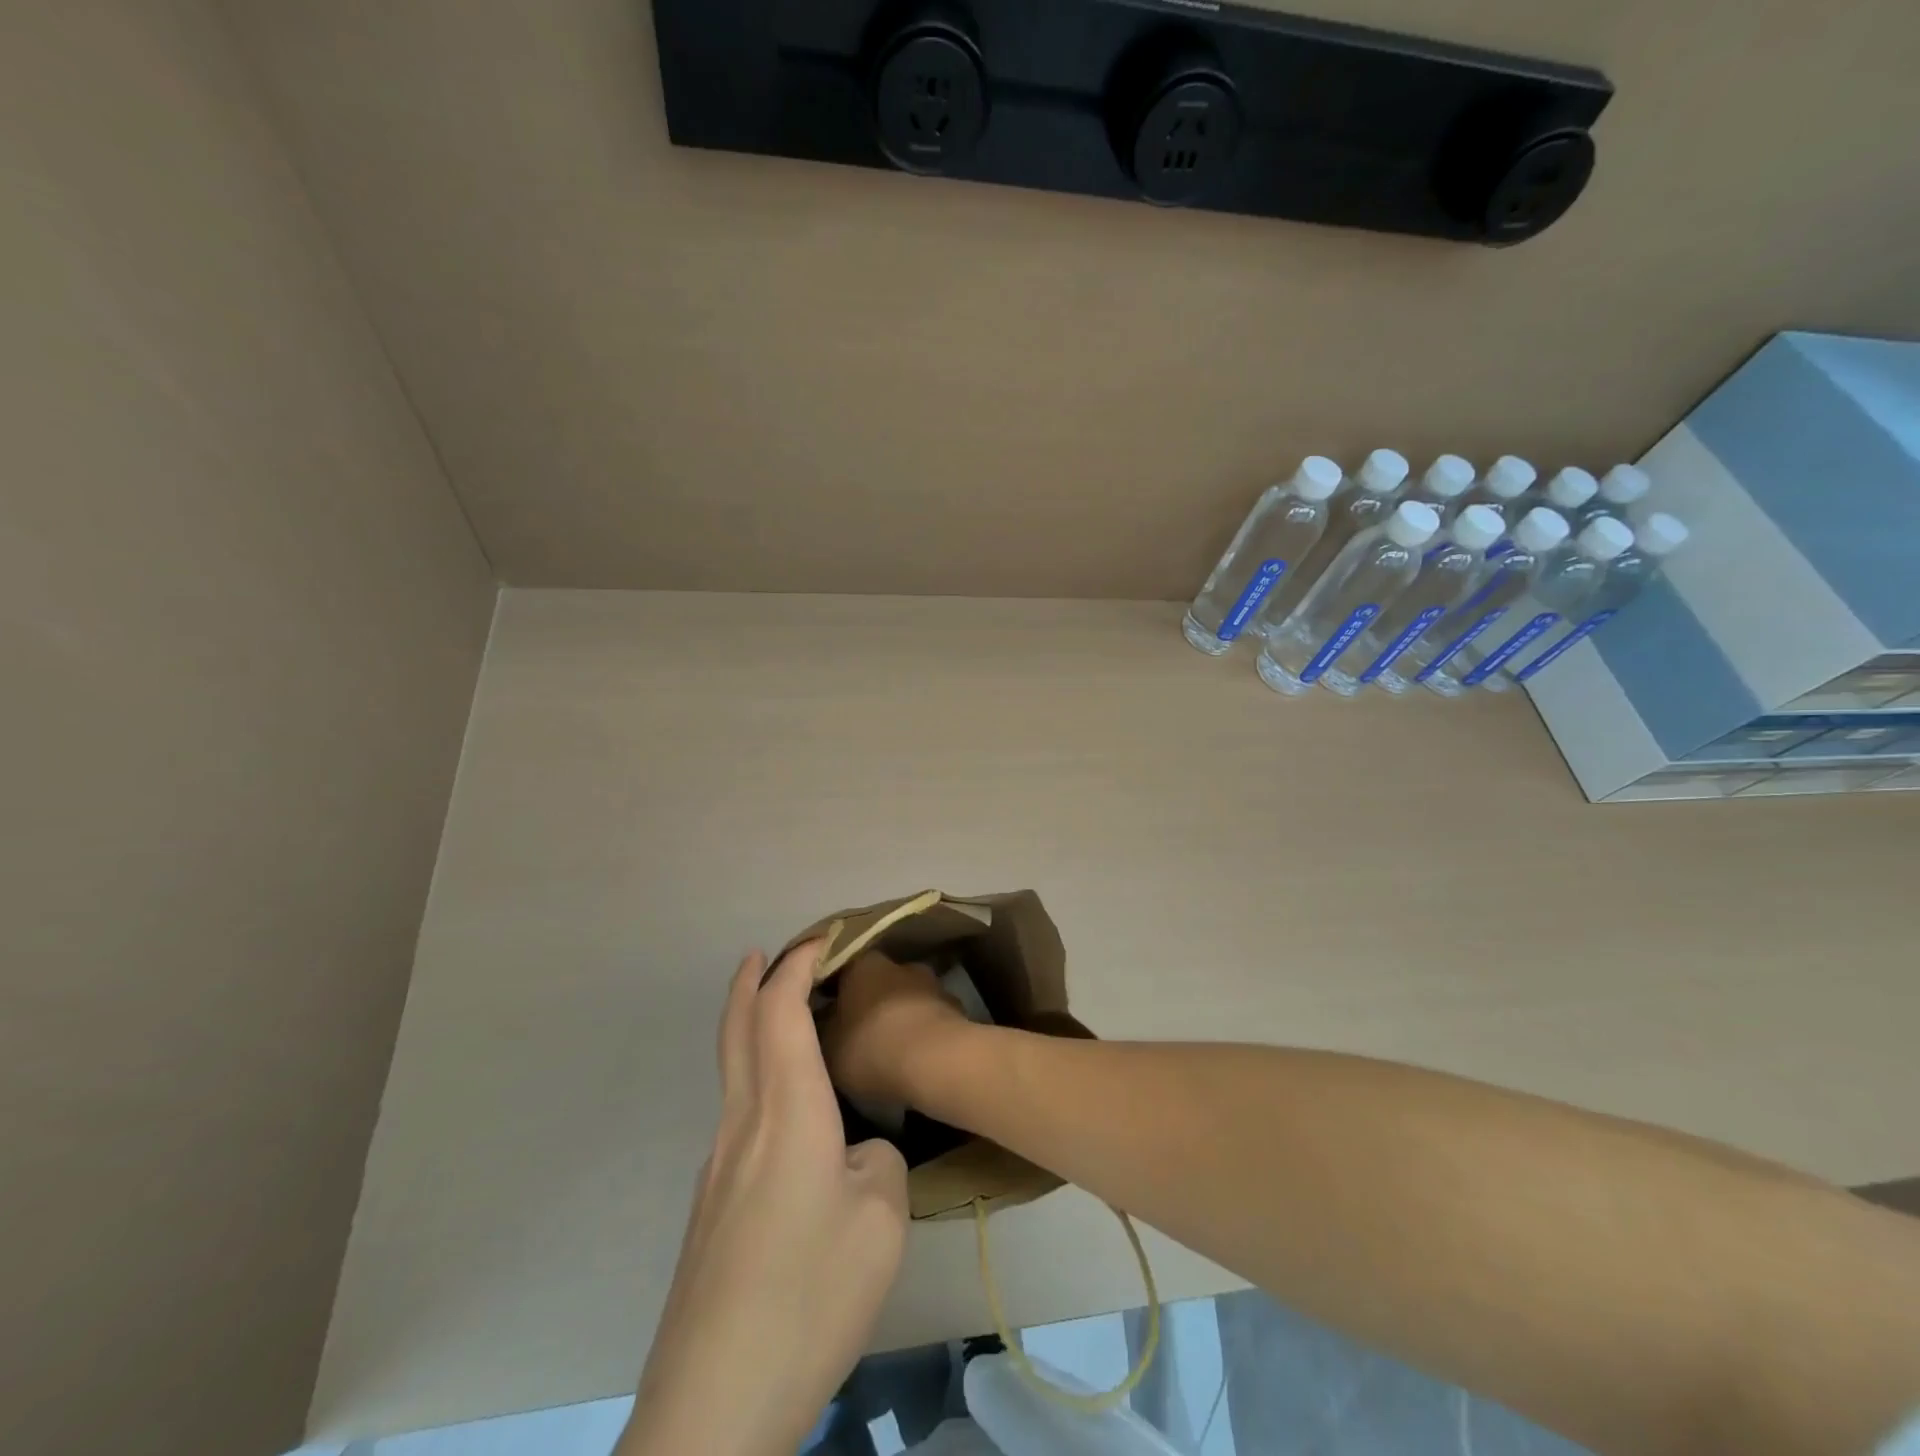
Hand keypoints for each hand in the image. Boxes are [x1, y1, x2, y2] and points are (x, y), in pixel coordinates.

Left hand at [619, 942, 908, 1455]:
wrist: (713, 1402)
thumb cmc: (809, 1295)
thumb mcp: (880, 1220)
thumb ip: (876, 1161)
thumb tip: (854, 1152)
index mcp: (786, 1112)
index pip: (780, 1010)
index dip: (797, 965)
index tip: (822, 940)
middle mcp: (742, 1123)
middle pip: (736, 1027)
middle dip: (751, 980)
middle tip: (771, 953)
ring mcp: (717, 1166)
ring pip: (731, 1069)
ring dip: (750, 1025)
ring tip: (784, 1018)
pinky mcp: (711, 1204)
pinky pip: (736, 1111)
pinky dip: (755, 1073)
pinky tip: (786, 1113)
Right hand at [820, 951, 971, 1107]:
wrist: (936, 1062)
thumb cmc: (872, 1047)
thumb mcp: (827, 1046)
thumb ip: (821, 1028)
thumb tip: (822, 1019)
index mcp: (863, 965)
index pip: (842, 969)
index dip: (831, 991)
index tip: (823, 1012)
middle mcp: (900, 964)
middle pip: (878, 982)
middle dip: (869, 1003)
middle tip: (857, 1032)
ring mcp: (932, 985)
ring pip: (907, 999)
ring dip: (899, 1016)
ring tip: (889, 1049)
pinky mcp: (956, 1009)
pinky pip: (930, 1019)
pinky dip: (922, 1033)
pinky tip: (916, 1058)